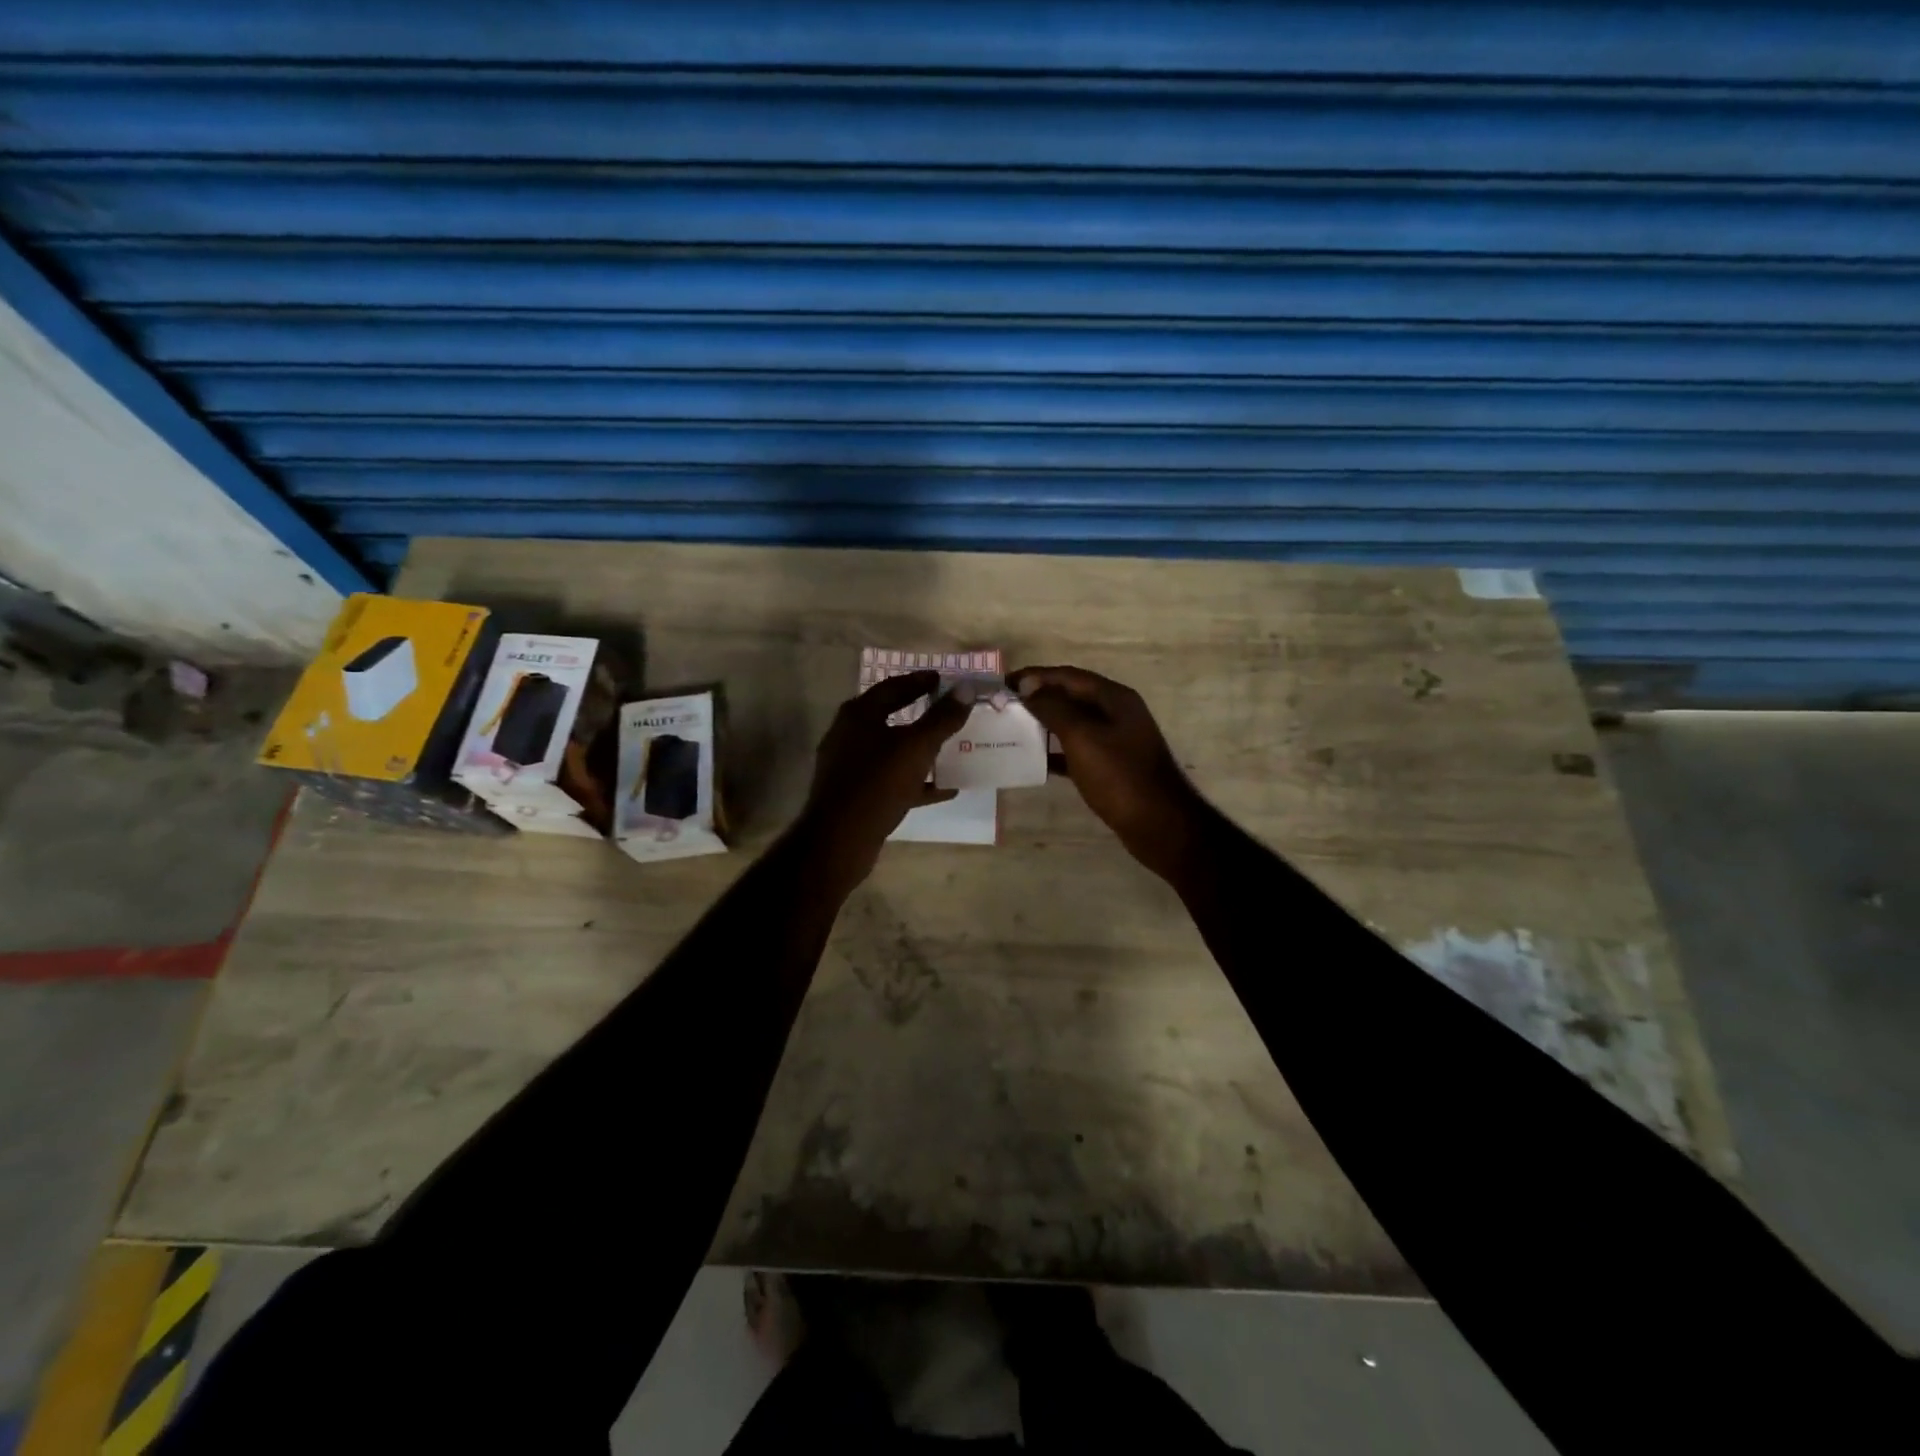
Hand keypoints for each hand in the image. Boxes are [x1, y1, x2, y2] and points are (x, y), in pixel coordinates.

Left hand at [795, 671, 968, 889]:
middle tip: (948, 710)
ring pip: (892, 751)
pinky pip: (892, 780)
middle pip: (891, 717)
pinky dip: (917, 781)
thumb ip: (942, 718)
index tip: (942, 680)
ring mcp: (850, 767)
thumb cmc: (877, 783)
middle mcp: (849, 735)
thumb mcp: (916, 747)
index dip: (919, 682)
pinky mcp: (856, 795)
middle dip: (921, 715)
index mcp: (858, 715)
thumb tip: (965, 688)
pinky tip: (945, 788)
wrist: (839, 839)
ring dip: (921, 749)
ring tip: (951, 748)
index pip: (892, 687)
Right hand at [1008, 665, 1209, 883]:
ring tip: (1014, 730)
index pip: (1068, 676)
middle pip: (1071, 696)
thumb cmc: (1119, 776)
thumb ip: (1054, 707)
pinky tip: (1035, 761)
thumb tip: (1028, 686)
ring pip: (1073, 724)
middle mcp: (1117, 713)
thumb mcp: (1082, 737)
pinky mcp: (1112, 766)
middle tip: (1004, 706)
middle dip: (1038, 698)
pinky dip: (1056, 752)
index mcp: (1114, 698)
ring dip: (1045, 724)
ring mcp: (1116, 740)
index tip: (1003, 684)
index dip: (1035, 676)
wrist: (1159, 824)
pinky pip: (1078, 750)